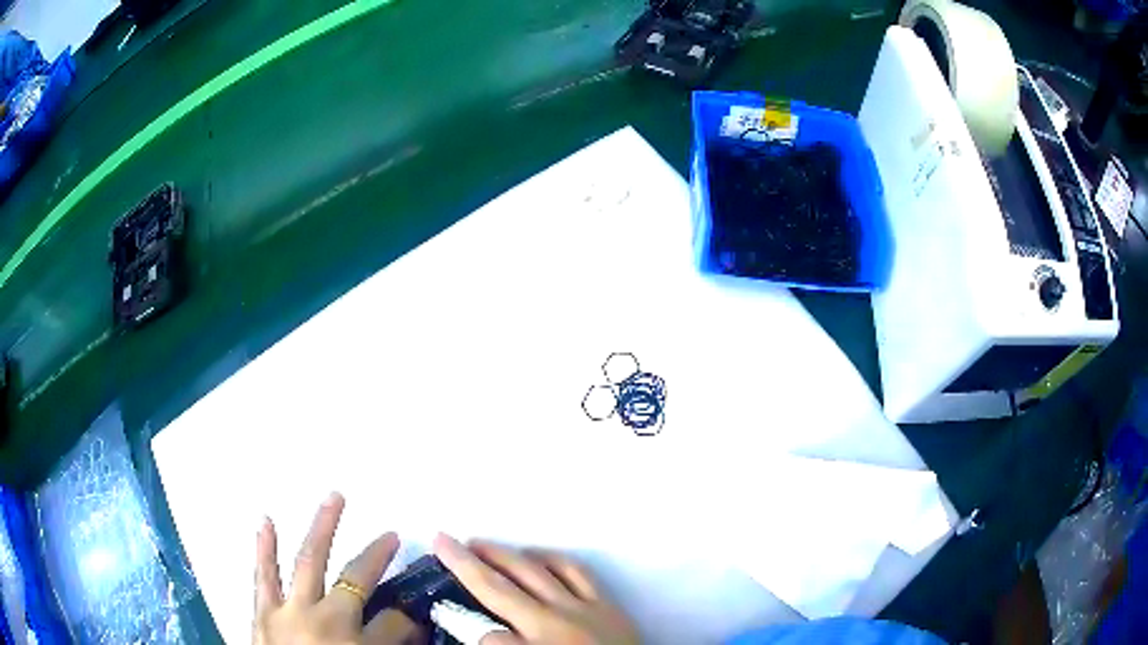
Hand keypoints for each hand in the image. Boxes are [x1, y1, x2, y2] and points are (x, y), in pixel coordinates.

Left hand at [253, 493, 423, 644]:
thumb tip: (412, 628)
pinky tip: (265, 521)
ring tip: (333, 498)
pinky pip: (263, 576)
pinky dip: (264, 547)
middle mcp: (324, 618)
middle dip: (374, 555)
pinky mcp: (262, 612)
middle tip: (390, 534)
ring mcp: (289, 611)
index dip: (406, 617)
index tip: (415, 613)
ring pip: (308, 562)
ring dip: (322, 528)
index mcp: (354, 641)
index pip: (392, 621)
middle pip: (353, 578)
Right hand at [433, 534, 639, 644]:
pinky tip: (535, 556)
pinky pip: (575, 570)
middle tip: (443, 540)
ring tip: (479, 544)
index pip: (483, 633)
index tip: (441, 606)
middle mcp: (553, 624)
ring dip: (503, 553)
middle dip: (465, 562)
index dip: (457, 618)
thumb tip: (483, 633)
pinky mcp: (608, 603)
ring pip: (535, 570)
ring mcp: (583, 609)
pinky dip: (550, 558)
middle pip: (498, 587)